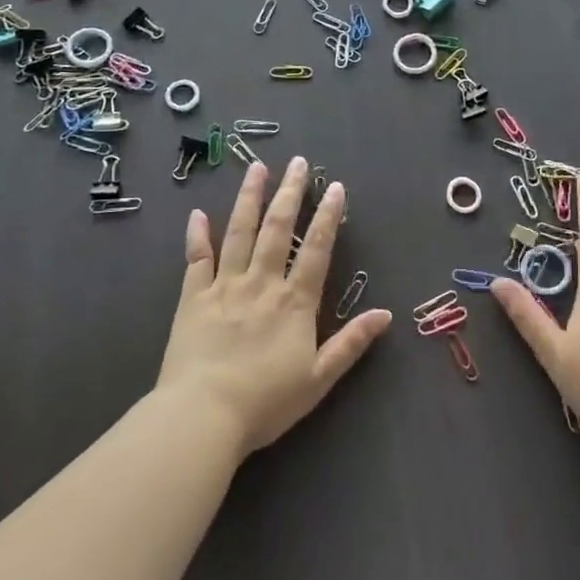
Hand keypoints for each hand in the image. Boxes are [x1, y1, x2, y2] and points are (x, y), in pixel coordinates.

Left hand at [157, 157, 391, 458]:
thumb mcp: (319, 379)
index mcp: (295, 302)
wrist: (202, 417)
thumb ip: (351, 343)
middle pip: (278, 229)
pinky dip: (197, 235)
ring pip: (240, 233)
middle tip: (297, 162)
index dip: (328, 216)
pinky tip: (198, 213)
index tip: (334, 186)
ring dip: (250, 198)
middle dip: (290, 193)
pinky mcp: (193, 299)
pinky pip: (197, 260)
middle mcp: (262, 283)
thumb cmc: (265, 402)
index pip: (317, 249)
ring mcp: (225, 287)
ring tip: (257, 168)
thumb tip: (386, 315)